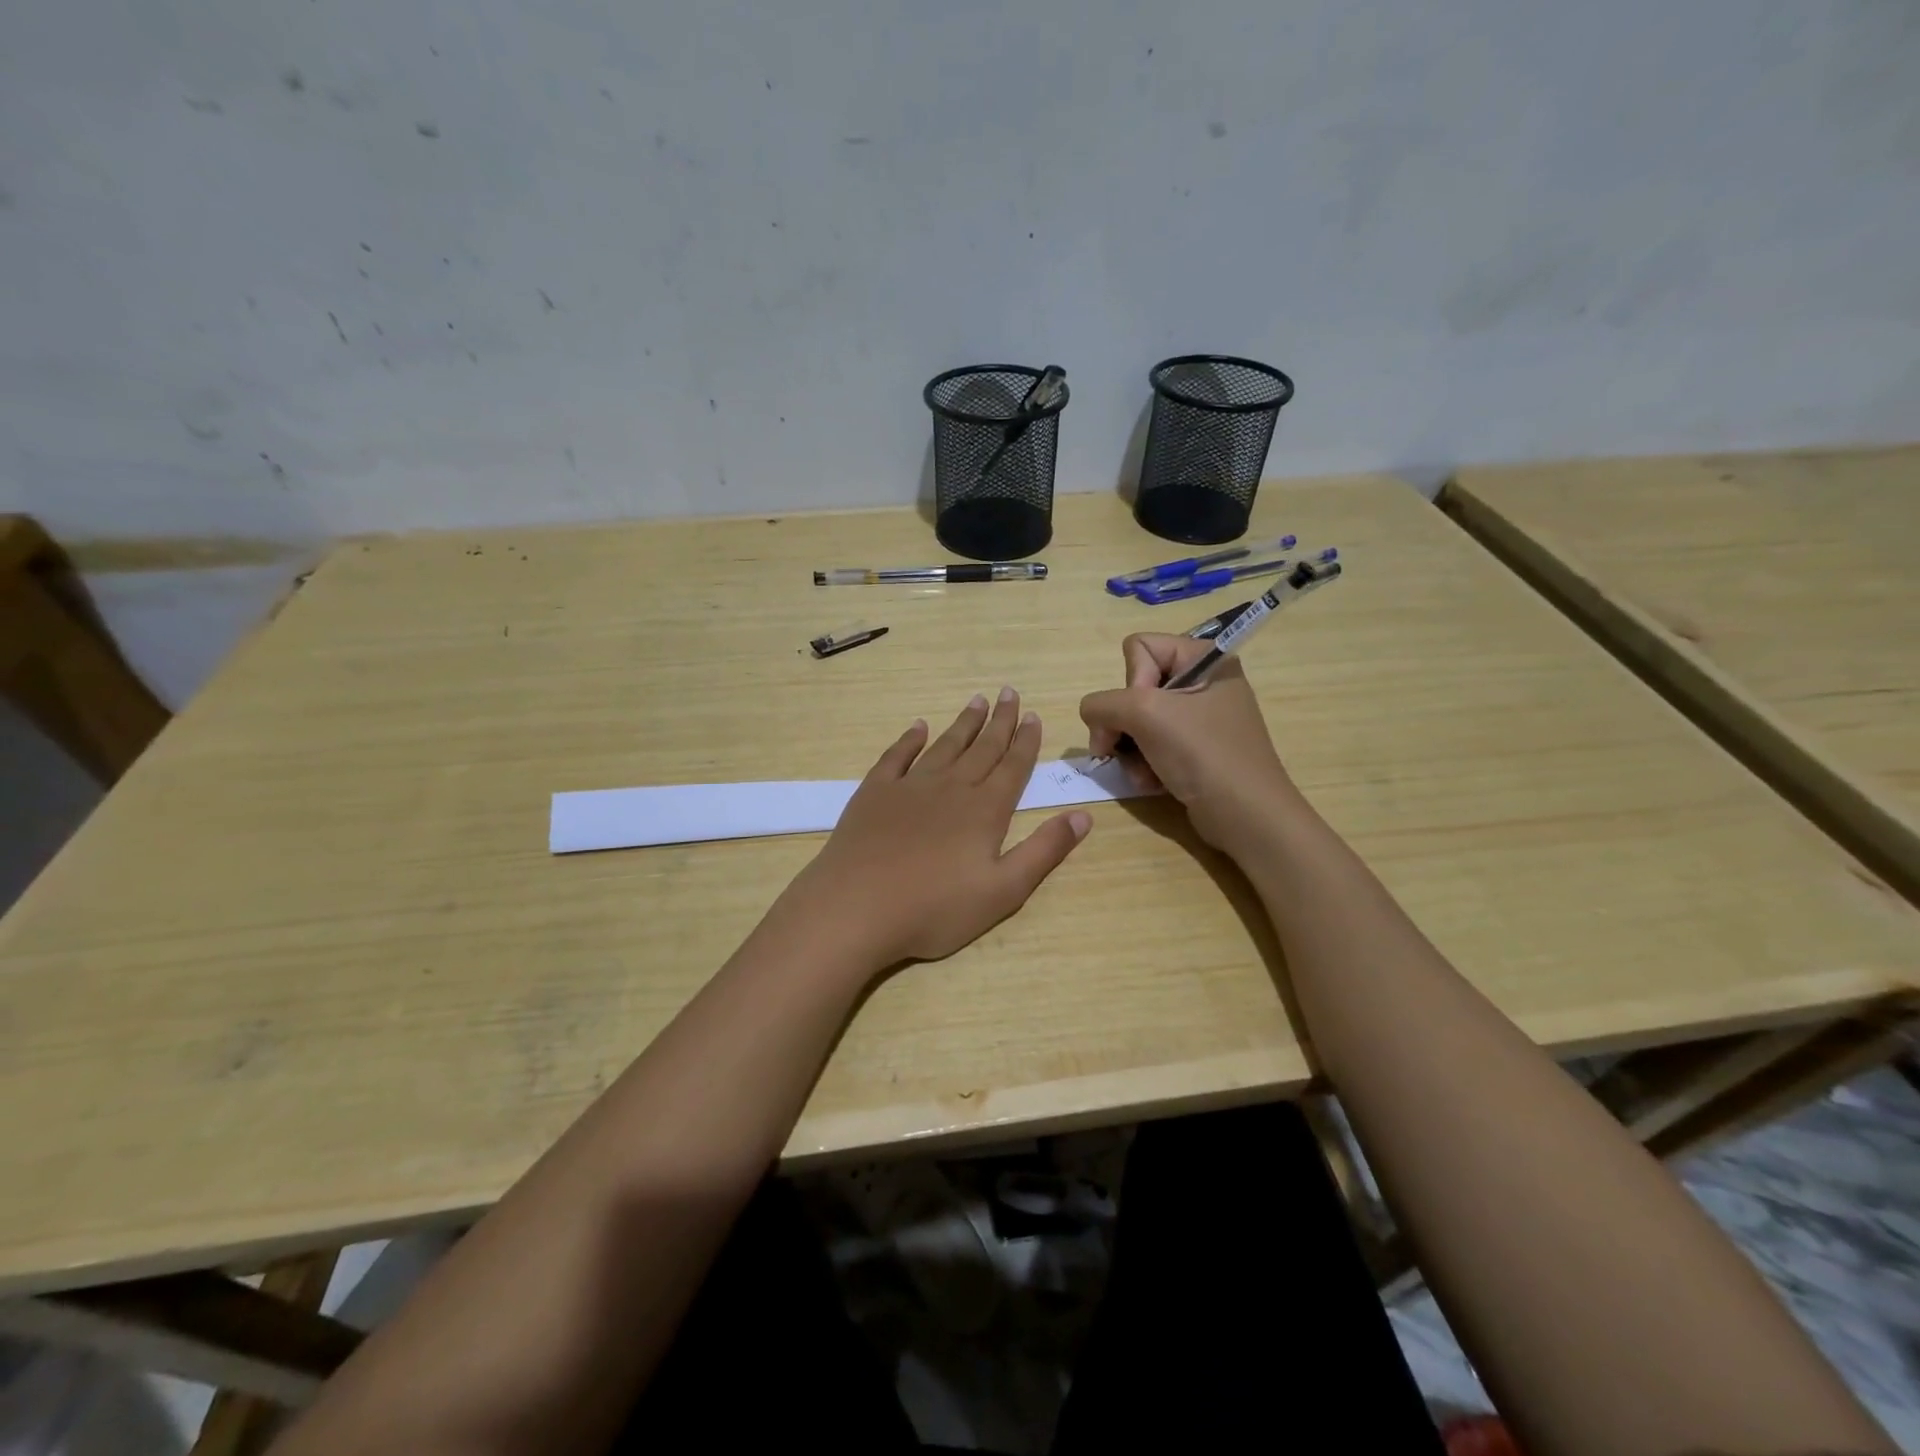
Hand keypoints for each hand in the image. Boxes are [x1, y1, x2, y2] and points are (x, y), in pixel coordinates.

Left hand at [780, 688, 1091, 970]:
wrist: (857, 907)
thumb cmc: (935, 908)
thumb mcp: (1003, 891)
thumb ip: (1044, 851)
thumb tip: (1082, 815)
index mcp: (984, 810)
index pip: (1013, 767)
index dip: (1026, 741)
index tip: (1033, 715)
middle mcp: (951, 787)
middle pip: (982, 748)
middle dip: (1000, 721)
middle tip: (1010, 692)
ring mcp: (910, 786)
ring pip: (944, 746)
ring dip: (963, 724)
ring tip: (977, 701)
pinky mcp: (875, 792)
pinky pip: (897, 756)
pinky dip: (910, 739)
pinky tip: (918, 727)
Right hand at [1078, 633, 1296, 850]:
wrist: (1245, 816)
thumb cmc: (1202, 753)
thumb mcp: (1145, 714)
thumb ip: (1103, 704)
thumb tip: (1092, 717)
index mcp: (1204, 658)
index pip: (1139, 648)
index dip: (1132, 681)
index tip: (1145, 712)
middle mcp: (1203, 682)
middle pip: (1134, 687)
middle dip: (1125, 723)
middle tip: (1123, 748)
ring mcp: (1199, 719)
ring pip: (1136, 721)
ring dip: (1131, 750)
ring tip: (1143, 774)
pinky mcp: (1194, 750)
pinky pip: (1151, 745)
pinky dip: (1145, 765)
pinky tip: (1153, 783)